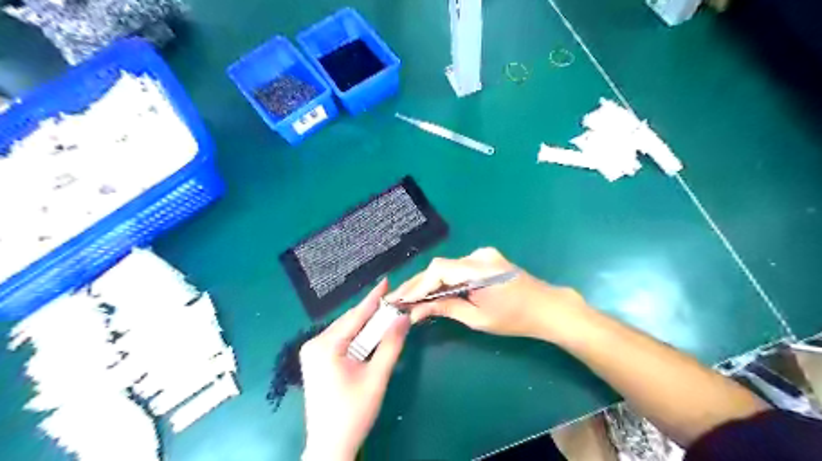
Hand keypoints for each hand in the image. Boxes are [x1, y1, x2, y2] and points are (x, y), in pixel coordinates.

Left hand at [302, 279, 408, 459]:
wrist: (330, 445)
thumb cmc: (354, 412)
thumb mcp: (377, 377)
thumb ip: (391, 344)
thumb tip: (403, 317)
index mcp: (325, 345)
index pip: (355, 315)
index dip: (374, 298)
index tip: (386, 281)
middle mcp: (314, 343)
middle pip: (349, 321)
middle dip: (372, 312)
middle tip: (393, 301)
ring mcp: (312, 352)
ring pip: (345, 330)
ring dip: (366, 324)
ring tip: (386, 314)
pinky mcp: (315, 360)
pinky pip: (340, 340)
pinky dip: (357, 336)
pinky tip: (370, 334)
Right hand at [390, 248, 586, 341]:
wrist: (548, 308)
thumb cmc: (516, 318)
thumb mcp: (478, 318)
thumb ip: (446, 309)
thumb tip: (416, 311)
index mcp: (479, 269)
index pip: (439, 271)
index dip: (417, 285)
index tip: (400, 300)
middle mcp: (478, 255)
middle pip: (440, 267)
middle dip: (418, 284)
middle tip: (397, 299)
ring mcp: (483, 255)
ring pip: (447, 267)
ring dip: (429, 282)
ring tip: (409, 297)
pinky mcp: (485, 259)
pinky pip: (457, 268)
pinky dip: (443, 280)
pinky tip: (432, 291)